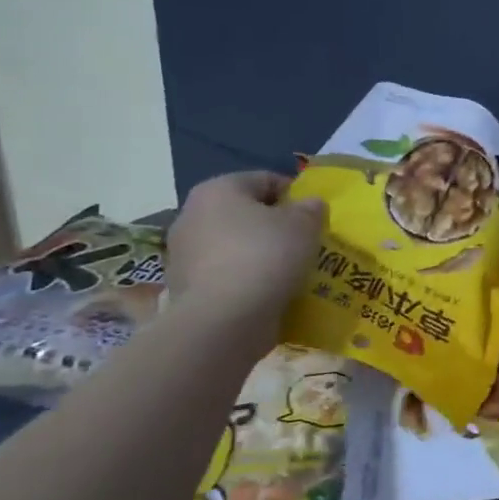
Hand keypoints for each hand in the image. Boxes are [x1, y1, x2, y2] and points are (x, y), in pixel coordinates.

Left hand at [166, 172, 325, 322]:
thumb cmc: (265, 256)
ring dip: (261, 253)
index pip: (264, 179)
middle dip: (275, 225)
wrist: (223, 320)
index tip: (315, 215)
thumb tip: (309, 205)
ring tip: (291, 270)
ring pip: (235, 245)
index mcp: (217, 190)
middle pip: (245, 213)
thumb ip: (311, 209)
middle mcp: (192, 215)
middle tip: (305, 242)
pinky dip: (247, 279)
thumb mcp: (304, 225)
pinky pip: (226, 274)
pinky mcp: (185, 288)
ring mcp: (183, 254)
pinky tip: (270, 292)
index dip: (294, 194)